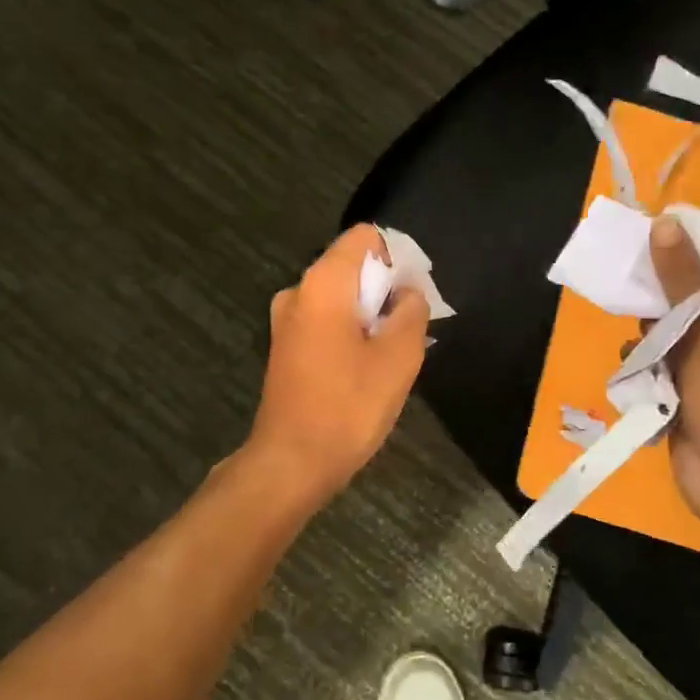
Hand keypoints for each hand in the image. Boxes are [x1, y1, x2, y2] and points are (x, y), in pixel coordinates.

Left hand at [244, 225, 429, 506]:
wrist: (292, 462)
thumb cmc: (348, 406)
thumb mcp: (398, 358)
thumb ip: (411, 312)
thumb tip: (407, 294)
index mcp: (323, 283)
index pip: (365, 237)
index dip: (396, 257)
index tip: (413, 296)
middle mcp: (298, 291)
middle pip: (352, 266)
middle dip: (385, 289)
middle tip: (410, 330)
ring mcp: (286, 320)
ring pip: (340, 298)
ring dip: (370, 315)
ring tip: (392, 354)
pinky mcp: (285, 347)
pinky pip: (325, 321)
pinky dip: (349, 332)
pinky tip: (366, 368)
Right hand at [648, 216, 699, 537]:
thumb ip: (682, 280)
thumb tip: (664, 223)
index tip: (663, 236)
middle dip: (670, 295)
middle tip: (639, 282)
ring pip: (682, 329)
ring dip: (656, 333)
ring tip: (642, 339)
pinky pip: (671, 362)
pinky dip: (653, 363)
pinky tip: (637, 366)